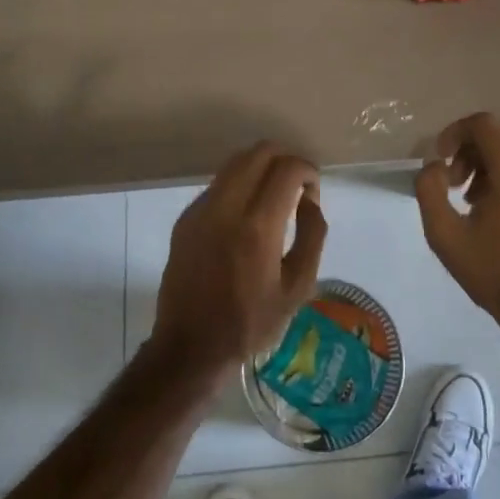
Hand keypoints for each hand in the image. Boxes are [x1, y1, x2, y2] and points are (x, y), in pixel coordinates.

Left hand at [149, 141, 327, 384]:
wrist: (190, 346)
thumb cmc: (250, 323)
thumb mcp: (298, 287)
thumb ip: (312, 236)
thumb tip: (309, 200)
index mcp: (257, 227)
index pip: (287, 169)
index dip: (308, 171)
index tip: (313, 192)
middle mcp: (226, 208)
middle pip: (259, 152)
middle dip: (286, 160)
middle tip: (297, 186)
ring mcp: (200, 210)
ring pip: (236, 162)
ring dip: (262, 168)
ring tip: (274, 196)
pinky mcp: (186, 219)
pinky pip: (219, 184)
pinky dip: (240, 184)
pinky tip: (247, 214)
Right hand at [415, 113, 499, 343]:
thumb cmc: (494, 274)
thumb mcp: (444, 236)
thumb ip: (429, 190)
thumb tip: (435, 165)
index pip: (485, 124)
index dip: (456, 132)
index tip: (442, 158)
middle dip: (473, 150)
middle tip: (455, 183)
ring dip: (493, 164)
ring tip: (477, 200)